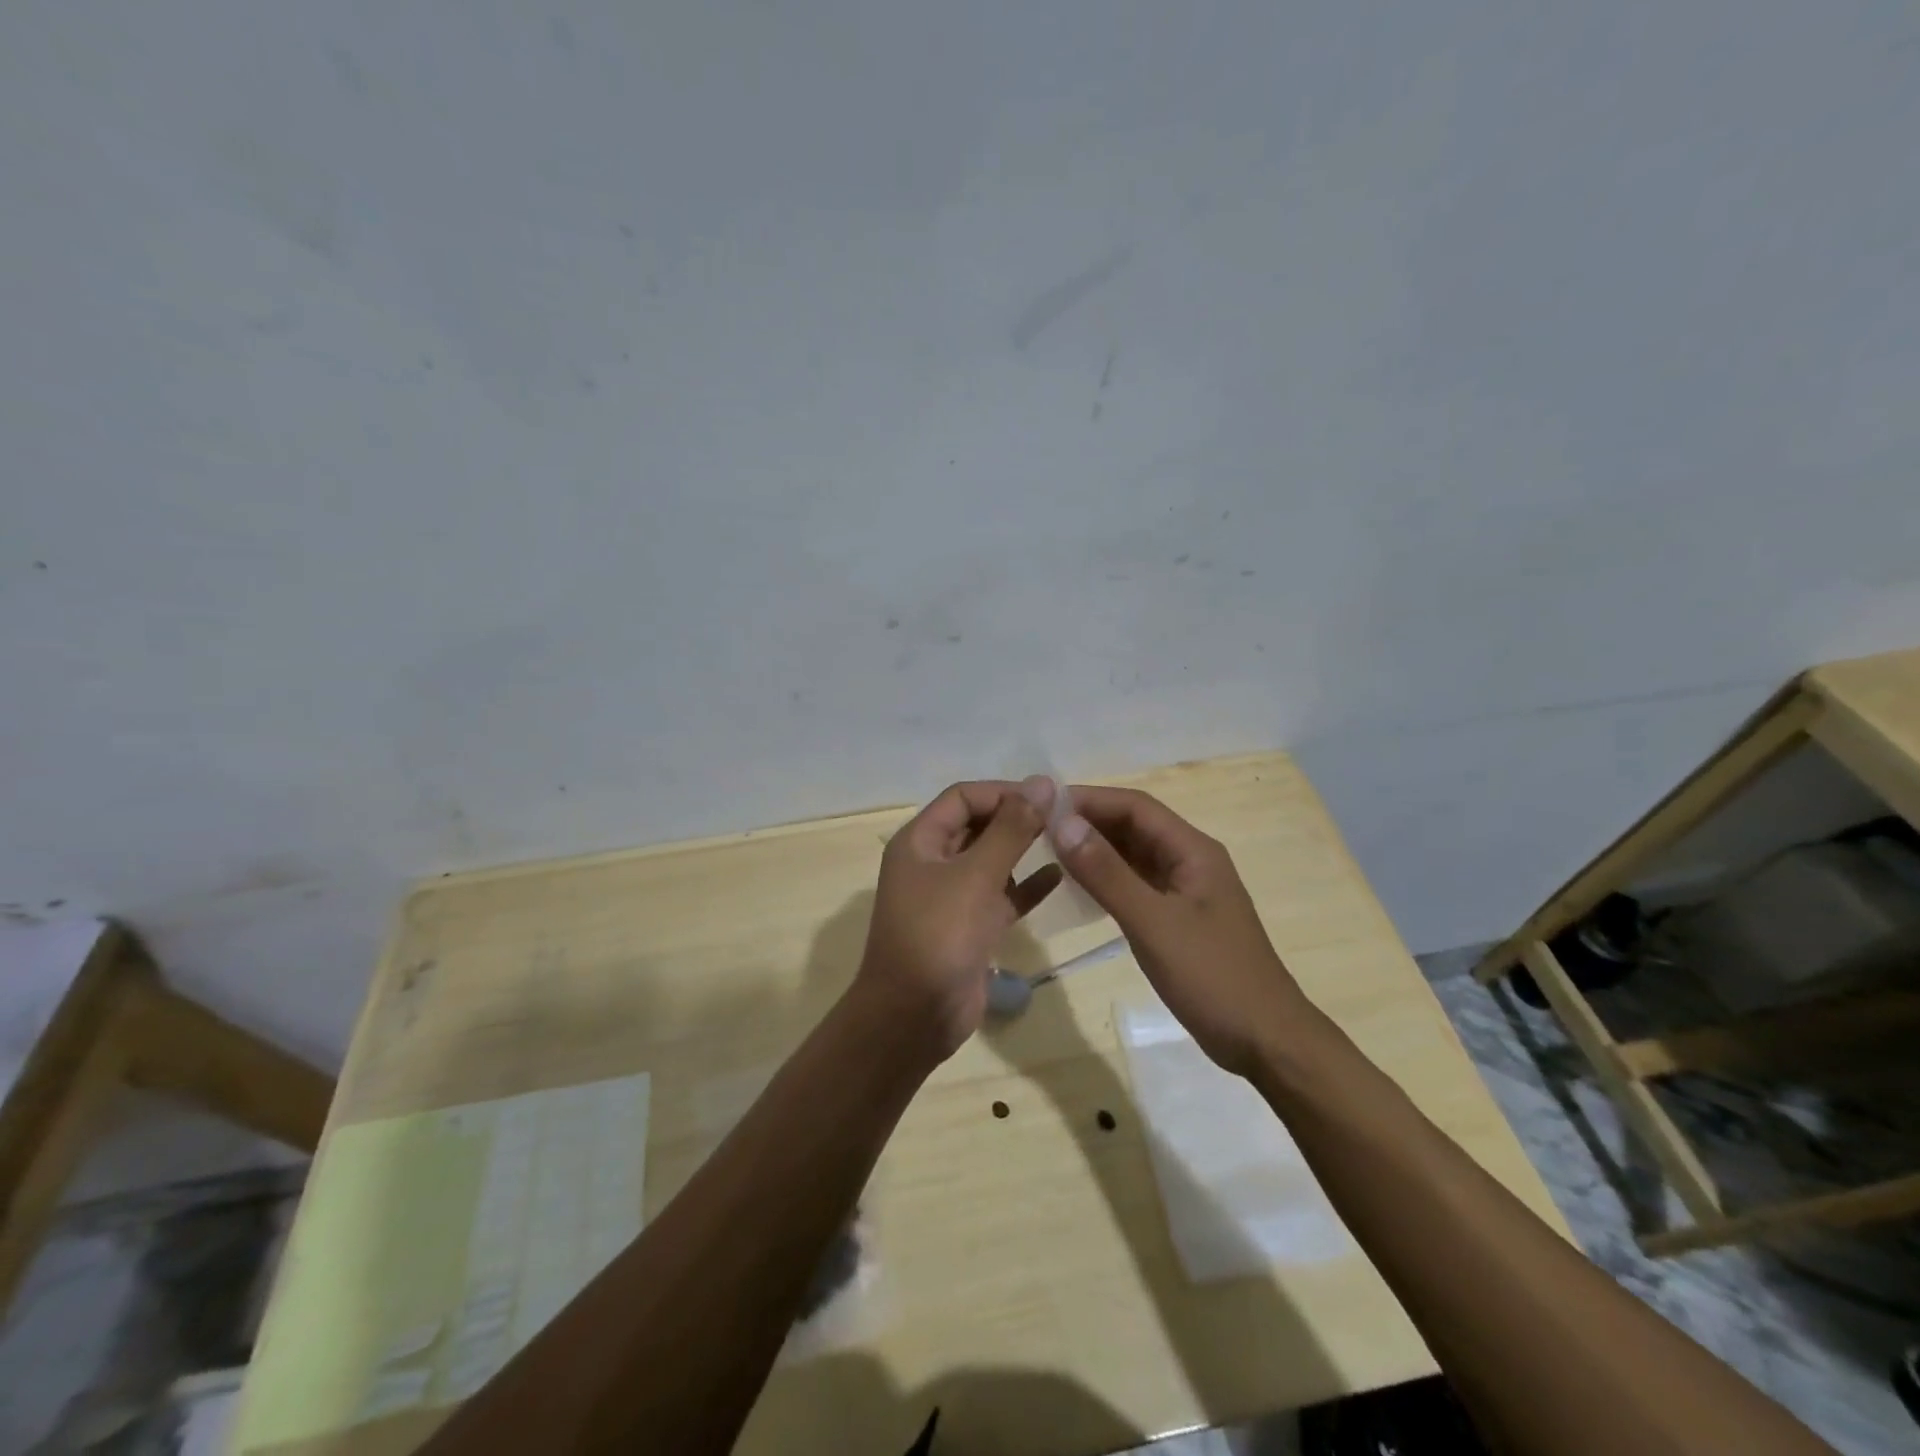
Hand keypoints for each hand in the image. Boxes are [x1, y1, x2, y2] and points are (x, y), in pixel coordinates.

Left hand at [855, 778, 1061, 1057]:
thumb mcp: (976, 876)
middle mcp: (932, 863)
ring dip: (1022, 850)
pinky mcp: (969, 928)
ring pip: (991, 861)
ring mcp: (950, 897)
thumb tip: (1042, 783)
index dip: (1003, 792)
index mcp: (920, 842)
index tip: (1047, 797)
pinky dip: (1026, 886)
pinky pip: (1001, 896)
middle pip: (977, 826)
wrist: (913, 1017)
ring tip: (1065, 841)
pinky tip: (1059, 876)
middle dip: (1016, 819)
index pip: (963, 798)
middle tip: (1063, 818)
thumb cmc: (938, 936)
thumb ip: (1011, 829)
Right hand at [1052, 786, 1310, 1077]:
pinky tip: (1078, 889)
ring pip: (1133, 855)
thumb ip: (1107, 873)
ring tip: (1047, 852)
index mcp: (1193, 850)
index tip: (1042, 805)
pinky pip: (1136, 884)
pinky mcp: (1178, 918)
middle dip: (1088, 822)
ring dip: (1095, 850)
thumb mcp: (1153, 923)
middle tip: (1036, 828)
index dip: (1089, 799)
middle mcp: (1190, 860)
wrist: (1265, 1041)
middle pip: (1133, 826)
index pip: (1135, 806)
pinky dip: (1106, 880)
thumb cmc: (1213, 977)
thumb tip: (1063, 823)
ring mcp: (1185, 891)